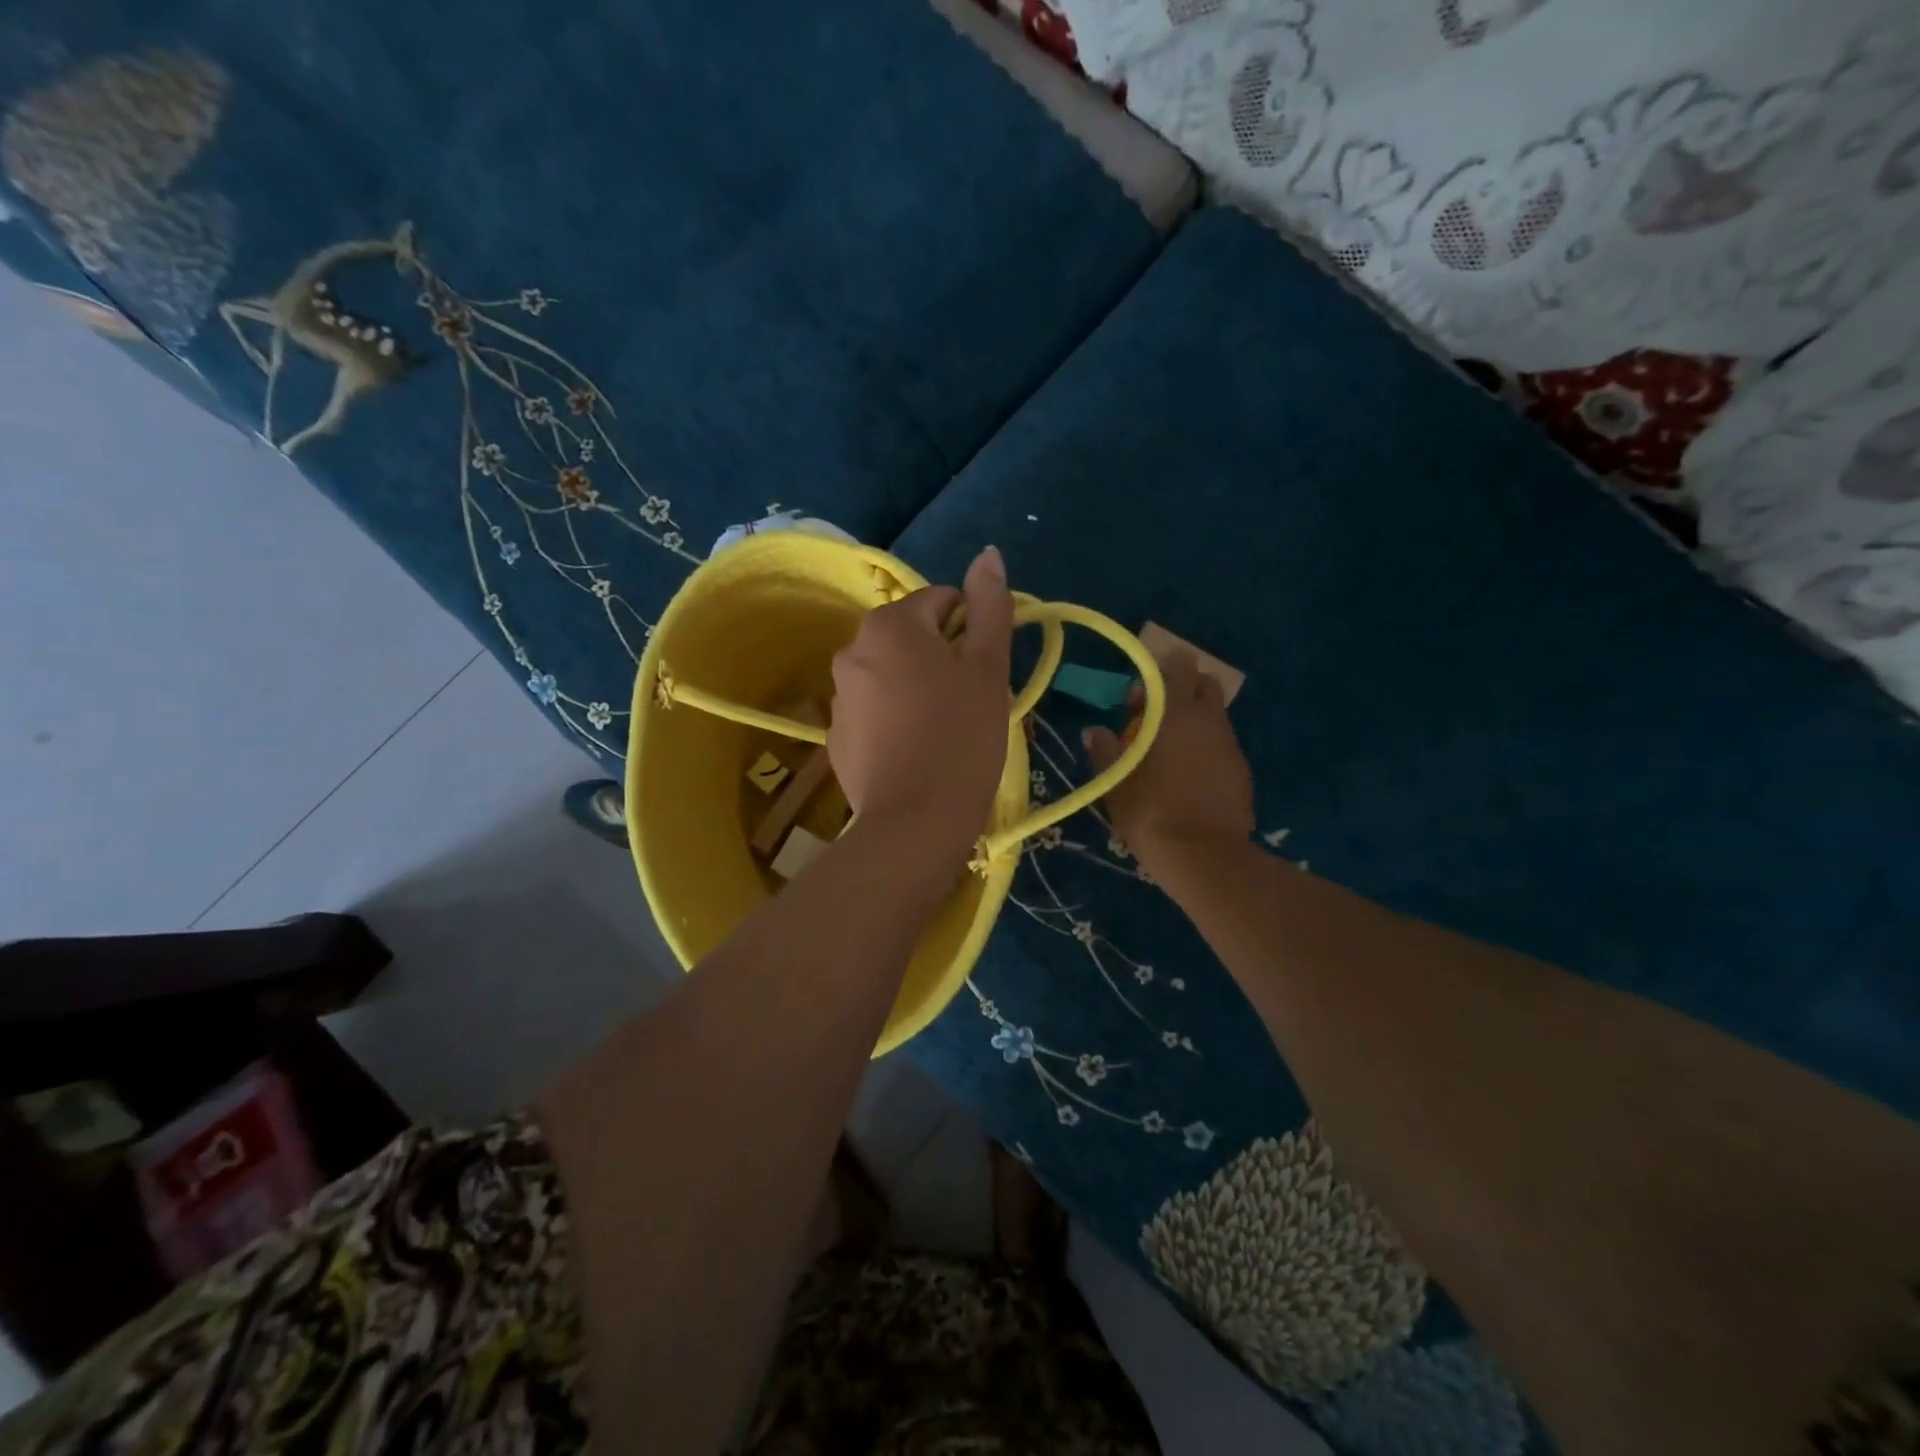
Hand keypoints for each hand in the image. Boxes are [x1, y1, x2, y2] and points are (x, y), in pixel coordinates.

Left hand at [829, 546, 1013, 863]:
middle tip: (968, 701)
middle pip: (912, 636)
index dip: (971, 630)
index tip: (984, 672)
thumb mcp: (988, 670)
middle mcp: (852, 648)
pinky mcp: (834, 734)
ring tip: (943, 729)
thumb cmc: (961, 739)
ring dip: (917, 686)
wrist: (913, 824)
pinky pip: (873, 708)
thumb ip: (990, 607)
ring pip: (891, 673)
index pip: (941, 601)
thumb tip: (988, 553)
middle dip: (942, 658)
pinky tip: (914, 750)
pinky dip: (894, 716)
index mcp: (891, 624)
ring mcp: (837, 694)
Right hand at [1083, 650, 1254, 868]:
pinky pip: (1222, 744)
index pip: (1177, 668)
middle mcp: (1209, 721)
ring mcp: (1230, 746)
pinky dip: (1206, 747)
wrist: (1205, 858)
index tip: (1138, 697)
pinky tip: (1188, 777)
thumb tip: (1095, 731)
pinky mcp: (1242, 771)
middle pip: (1205, 685)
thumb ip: (1104, 752)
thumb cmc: (1152, 814)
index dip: (1158, 673)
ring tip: (1168, 752)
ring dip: (1194, 721)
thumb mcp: (1116, 785)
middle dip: (1182, 690)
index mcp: (1176, 715)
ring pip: (1215, 716)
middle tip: (1155, 717)